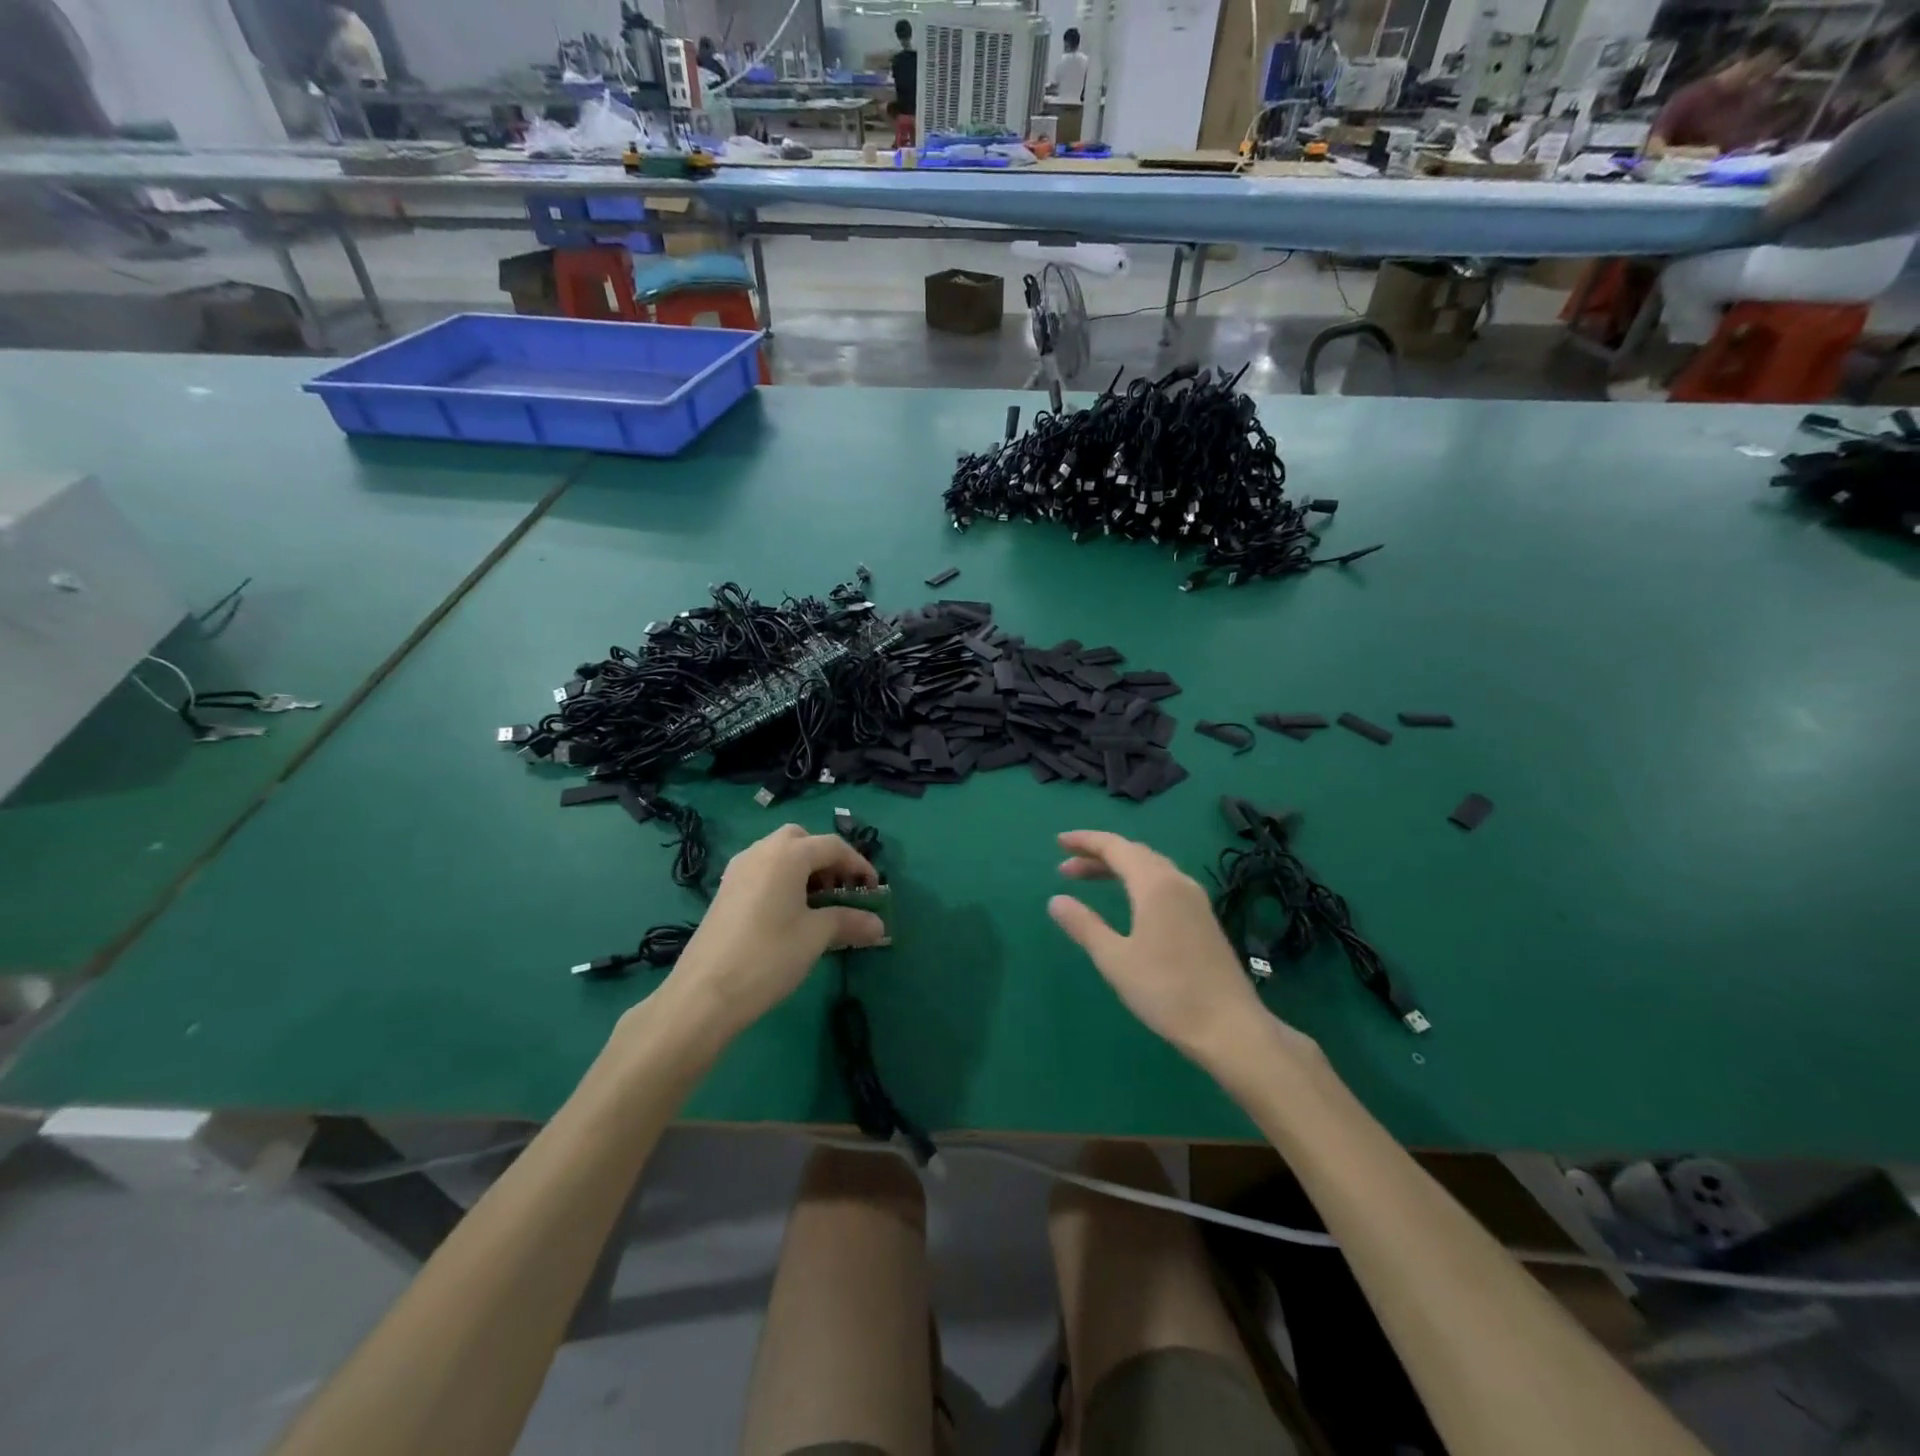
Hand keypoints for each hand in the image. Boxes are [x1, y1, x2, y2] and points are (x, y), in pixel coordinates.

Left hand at [664, 824, 886, 1038]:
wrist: (704, 994)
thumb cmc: (769, 956)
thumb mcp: (816, 937)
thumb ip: (850, 922)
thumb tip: (879, 925)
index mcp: (787, 854)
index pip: (833, 846)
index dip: (858, 865)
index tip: (874, 890)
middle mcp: (761, 851)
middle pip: (802, 840)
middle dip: (826, 859)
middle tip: (840, 890)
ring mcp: (738, 869)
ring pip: (778, 853)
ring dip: (803, 869)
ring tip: (817, 904)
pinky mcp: (725, 890)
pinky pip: (762, 870)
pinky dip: (782, 879)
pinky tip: (788, 914)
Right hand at [1047, 830, 1307, 1066]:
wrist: (1230, 1028)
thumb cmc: (1167, 991)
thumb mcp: (1115, 959)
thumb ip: (1084, 925)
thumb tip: (1056, 901)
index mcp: (1155, 885)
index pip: (1115, 847)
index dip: (1085, 841)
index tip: (1058, 843)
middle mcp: (1178, 882)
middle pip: (1134, 853)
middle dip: (1098, 855)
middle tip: (1066, 868)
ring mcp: (1195, 900)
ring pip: (1151, 868)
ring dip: (1118, 868)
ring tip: (1089, 880)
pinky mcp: (1203, 918)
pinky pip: (1164, 883)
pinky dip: (1137, 881)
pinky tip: (1128, 902)